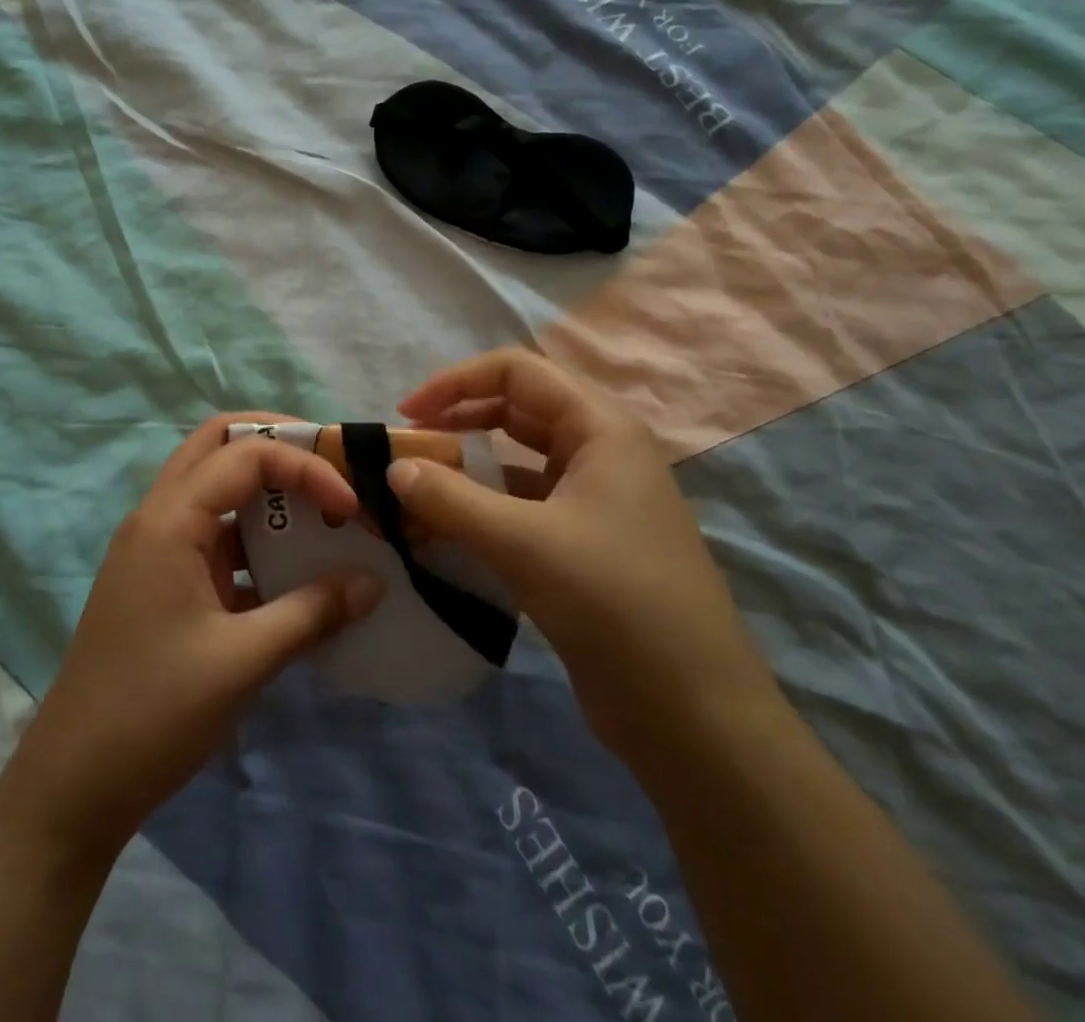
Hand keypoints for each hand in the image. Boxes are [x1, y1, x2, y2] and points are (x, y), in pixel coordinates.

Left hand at [0, 413, 383, 860]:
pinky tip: (292, 571)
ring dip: (266, 490)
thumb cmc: (154, 713)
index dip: (305, 467)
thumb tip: (372, 581)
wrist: (72, 786)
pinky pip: (213, 534)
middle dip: (278, 444)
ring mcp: (156, 549)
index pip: (245, 454)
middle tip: (331, 466)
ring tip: (321, 512)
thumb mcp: (243, 661)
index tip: (349, 507)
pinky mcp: (161, 581)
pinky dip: (253, 536)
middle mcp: (158, 517)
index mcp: (170, 520)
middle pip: (217, 444)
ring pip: (214, 486)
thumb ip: (312, 612)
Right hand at [389, 349, 779, 760]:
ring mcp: (594, 498)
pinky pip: (522, 505)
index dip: (456, 382)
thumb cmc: (614, 602)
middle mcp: (599, 451)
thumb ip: (451, 499)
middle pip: (516, 410)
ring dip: (467, 467)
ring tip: (417, 489)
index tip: (407, 414)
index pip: (516, 371)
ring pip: (517, 460)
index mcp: (600, 427)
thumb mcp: (524, 543)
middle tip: (407, 450)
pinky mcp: (583, 542)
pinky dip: (482, 508)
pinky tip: (446, 531)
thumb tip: (392, 468)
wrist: (692, 712)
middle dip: (458, 420)